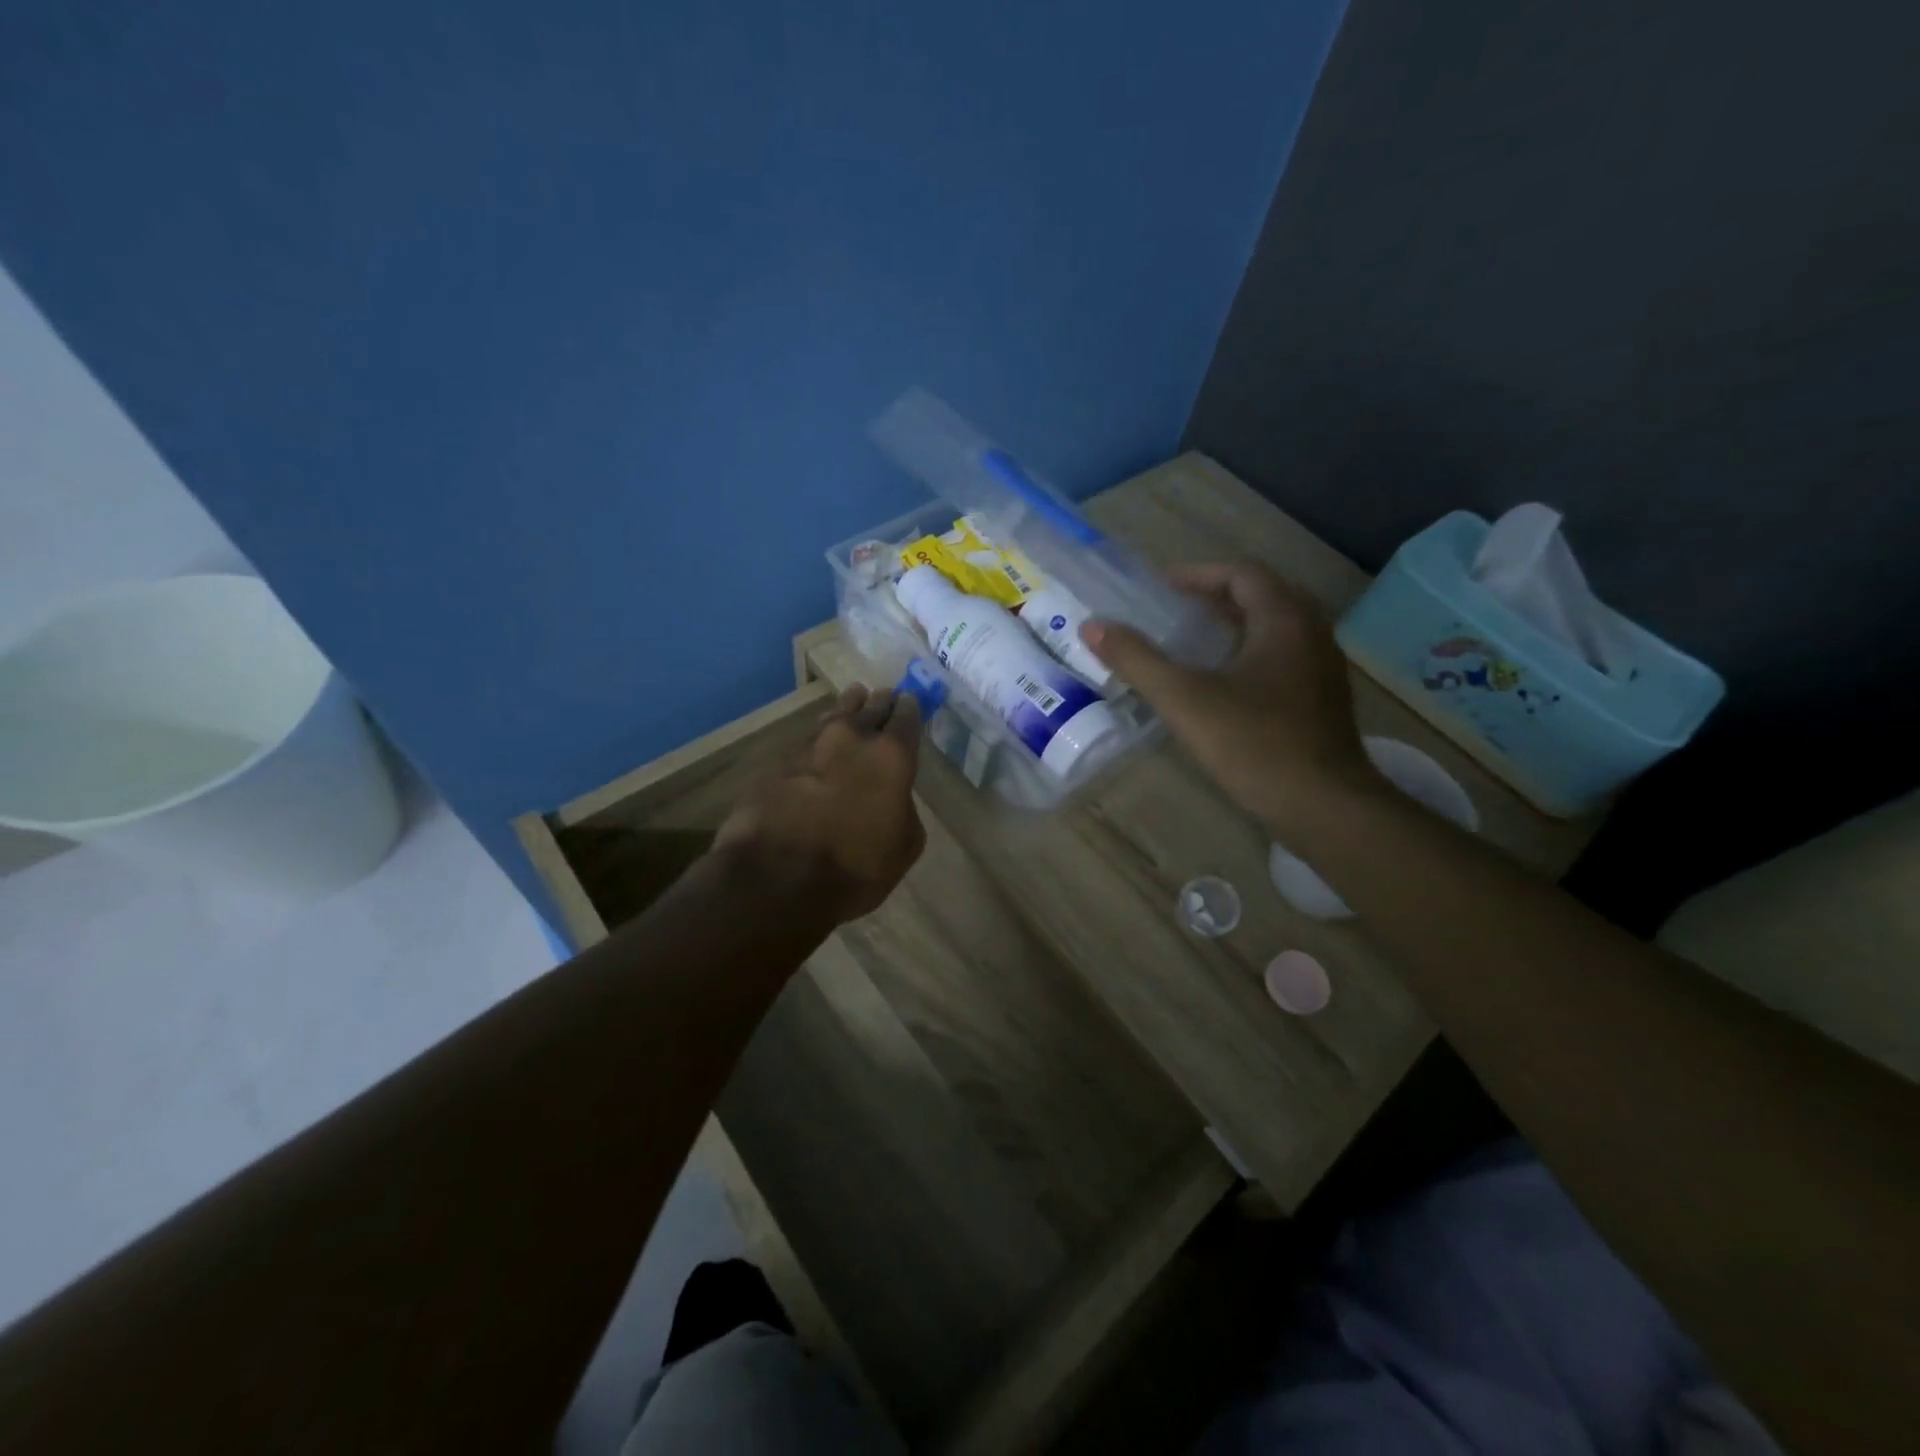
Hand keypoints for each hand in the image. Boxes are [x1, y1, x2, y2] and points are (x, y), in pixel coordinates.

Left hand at [713, 684, 926, 924]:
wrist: (776, 877)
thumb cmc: (855, 867)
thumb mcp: (904, 845)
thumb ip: (904, 808)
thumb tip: (893, 797)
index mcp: (891, 755)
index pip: (907, 716)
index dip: (910, 708)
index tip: (910, 701)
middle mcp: (851, 738)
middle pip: (869, 707)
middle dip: (879, 702)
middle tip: (883, 697)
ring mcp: (810, 746)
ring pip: (834, 716)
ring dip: (846, 710)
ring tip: (853, 702)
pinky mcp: (777, 762)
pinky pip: (806, 742)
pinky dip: (817, 742)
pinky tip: (819, 747)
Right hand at [1080, 562, 1377, 831]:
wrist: (1325, 806)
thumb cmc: (1255, 745)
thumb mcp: (1185, 700)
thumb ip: (1138, 660)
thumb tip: (1092, 626)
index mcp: (1283, 620)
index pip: (1242, 573)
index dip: (1198, 574)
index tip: (1160, 588)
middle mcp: (1311, 633)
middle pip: (1262, 594)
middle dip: (1216, 596)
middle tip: (1175, 610)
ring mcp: (1322, 667)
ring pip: (1276, 626)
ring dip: (1235, 624)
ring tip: (1193, 641)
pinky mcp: (1322, 699)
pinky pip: (1283, 655)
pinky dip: (1250, 652)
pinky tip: (1224, 682)